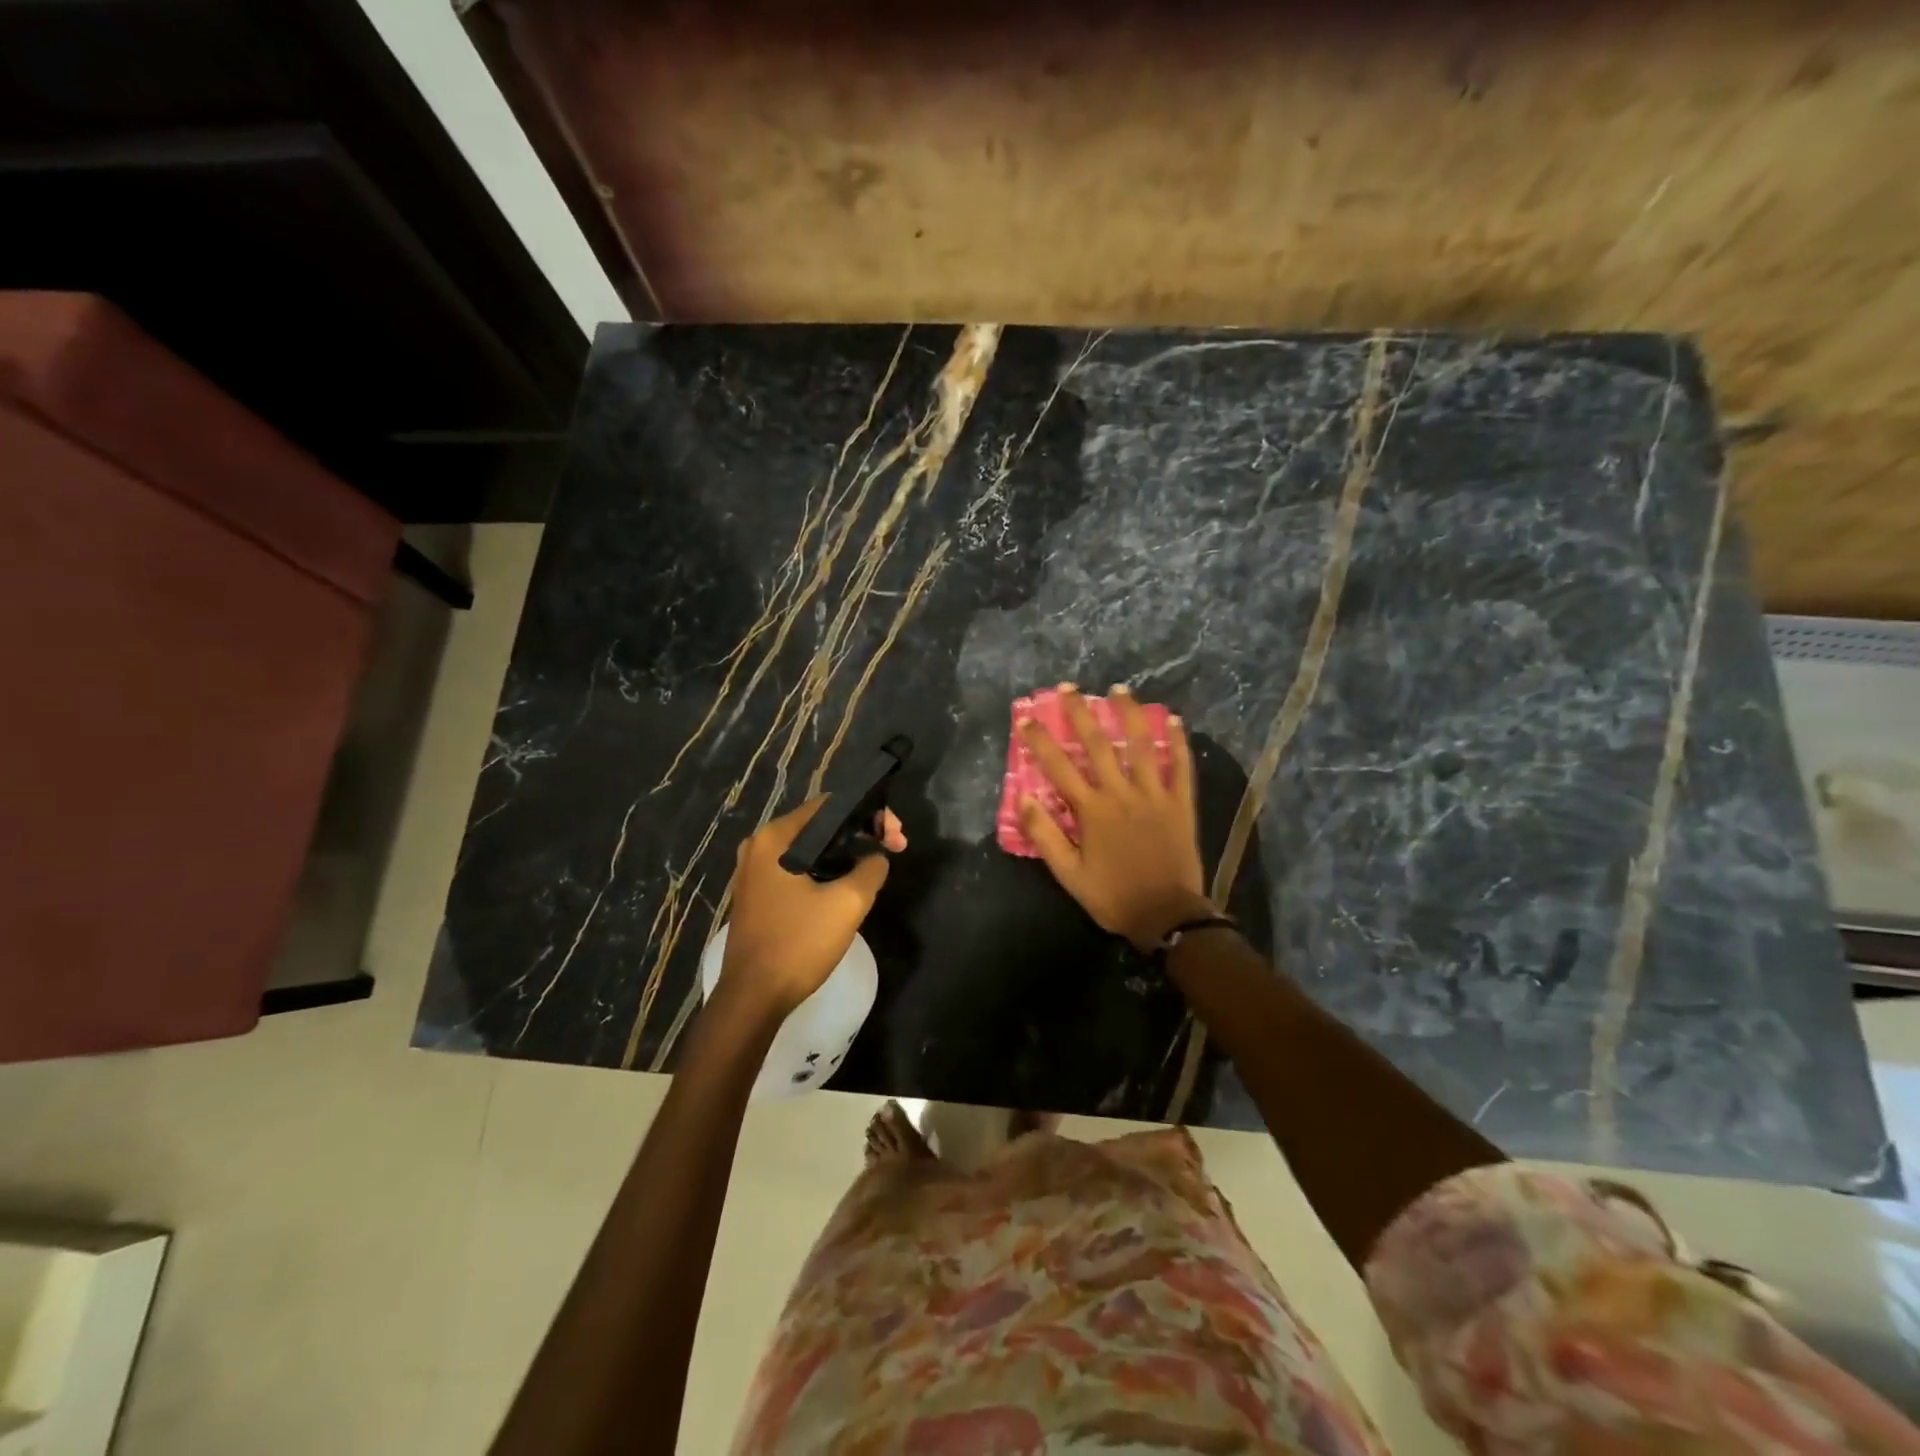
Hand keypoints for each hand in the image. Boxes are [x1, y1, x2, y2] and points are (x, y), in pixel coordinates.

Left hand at [719, 799, 906, 1015]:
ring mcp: (754, 871)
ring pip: (810, 849)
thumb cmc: (798, 944)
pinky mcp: (758, 894)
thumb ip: (871, 868)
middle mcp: (759, 846)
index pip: (830, 805)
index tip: (895, 837)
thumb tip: (876, 858)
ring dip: (845, 854)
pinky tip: (847, 886)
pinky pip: (798, 869)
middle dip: (860, 833)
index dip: (869, 814)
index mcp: (775, 838)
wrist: (753, 999)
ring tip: (875, 868)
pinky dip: (825, 871)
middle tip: (893, 850)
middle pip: (820, 825)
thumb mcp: (848, 903)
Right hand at [1017, 684, 1211, 951]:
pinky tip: (1173, 720)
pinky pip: (1180, 766)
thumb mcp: (1068, 874)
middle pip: (1097, 744)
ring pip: (1141, 745)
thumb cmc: (1113, 895)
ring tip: (1119, 690)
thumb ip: (1044, 835)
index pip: (1059, 766)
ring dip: (1128, 714)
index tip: (1026, 717)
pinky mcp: (1181, 804)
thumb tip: (1024, 798)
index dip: (1040, 740)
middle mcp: (1122, 793)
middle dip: (1080, 713)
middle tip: (1068, 688)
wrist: (1167, 915)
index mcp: (1092, 810)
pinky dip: (1178, 742)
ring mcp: (1155, 794)